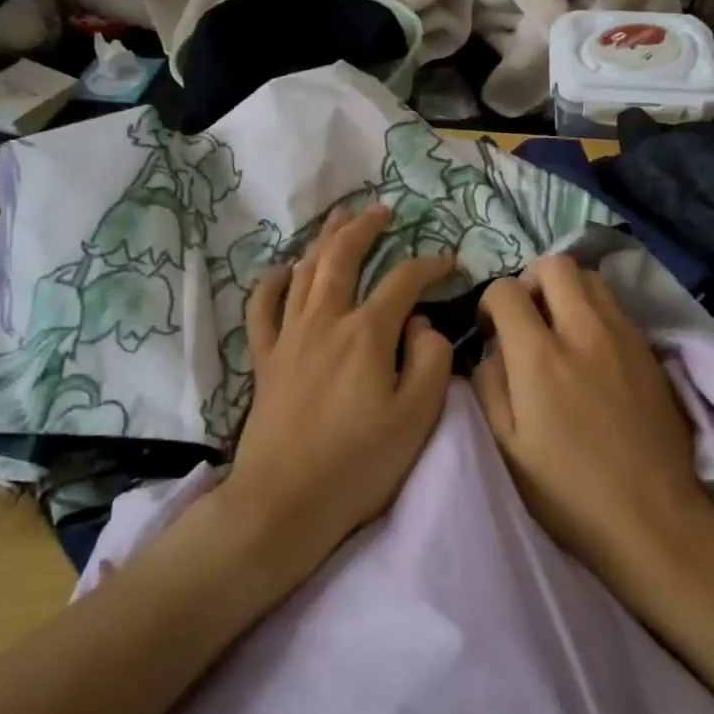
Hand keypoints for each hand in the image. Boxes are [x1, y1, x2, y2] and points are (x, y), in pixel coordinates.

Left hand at [226, 205, 455, 564]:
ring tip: (339, 218)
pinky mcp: (265, 359)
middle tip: (383, 210)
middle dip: (365, 228)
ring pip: (305, 272)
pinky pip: (263, 308)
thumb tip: (422, 324)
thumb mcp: (416, 417)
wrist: (284, 502)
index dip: (430, 264)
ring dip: (324, 240)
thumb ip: (430, 360)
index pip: (404, 281)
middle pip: (343, 258)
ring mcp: (289, 337)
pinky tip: (282, 270)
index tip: (450, 262)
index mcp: (366, 333)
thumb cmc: (358, 464)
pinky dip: (272, 283)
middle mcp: (325, 321)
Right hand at [472, 255, 707, 575]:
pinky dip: (596, 312)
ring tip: (561, 328)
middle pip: (556, 265)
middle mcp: (584, 331)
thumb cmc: (568, 490)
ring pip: (592, 278)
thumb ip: (490, 383)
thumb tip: (493, 348)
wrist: (652, 515)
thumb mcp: (507, 445)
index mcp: (540, 356)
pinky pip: (617, 307)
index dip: (491, 303)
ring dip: (568, 291)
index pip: (507, 290)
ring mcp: (624, 336)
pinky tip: (593, 350)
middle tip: (528, 317)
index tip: (492, 330)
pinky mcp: (650, 350)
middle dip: (531, 280)